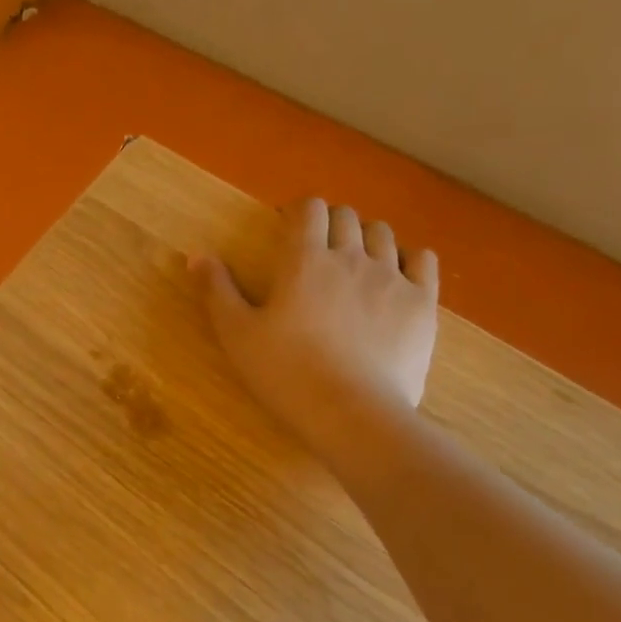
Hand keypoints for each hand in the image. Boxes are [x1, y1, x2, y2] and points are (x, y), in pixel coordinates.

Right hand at [192, 198, 438, 456]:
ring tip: (355, 264)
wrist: (351, 413)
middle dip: (330, 224)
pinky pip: (423, 259)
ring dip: (366, 238)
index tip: (288, 229)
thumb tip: (197, 256)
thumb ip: (217, 291)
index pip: (309, 208)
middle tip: (318, 250)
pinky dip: (408, 258)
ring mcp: (392, 277)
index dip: (299, 212)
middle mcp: (351, 256)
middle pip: (346, 216)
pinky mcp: (422, 302)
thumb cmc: (285, 373)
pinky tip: (396, 276)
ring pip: (383, 234)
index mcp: (304, 260)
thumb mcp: (237, 335)